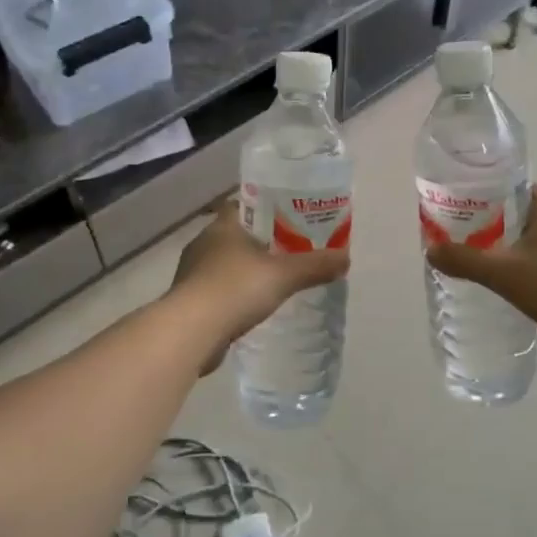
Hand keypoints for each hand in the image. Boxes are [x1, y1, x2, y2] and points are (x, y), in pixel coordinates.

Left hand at [169, 203, 348, 367]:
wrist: (190, 332)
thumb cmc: (235, 289)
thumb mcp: (284, 275)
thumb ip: (315, 265)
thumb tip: (346, 258)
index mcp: (223, 225)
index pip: (244, 204)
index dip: (266, 207)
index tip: (290, 216)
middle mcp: (204, 243)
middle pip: (237, 234)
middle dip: (261, 241)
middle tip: (291, 249)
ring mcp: (193, 272)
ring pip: (226, 263)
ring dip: (246, 269)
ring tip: (275, 279)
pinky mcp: (190, 300)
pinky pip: (218, 289)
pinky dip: (235, 294)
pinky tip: (253, 306)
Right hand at [425, 185, 536, 361]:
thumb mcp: (503, 272)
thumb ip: (465, 260)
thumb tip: (430, 250)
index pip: (515, 187)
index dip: (489, 191)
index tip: (463, 202)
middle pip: (521, 214)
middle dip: (493, 222)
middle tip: (461, 234)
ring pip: (532, 242)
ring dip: (508, 248)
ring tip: (478, 260)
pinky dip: (524, 270)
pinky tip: (507, 286)